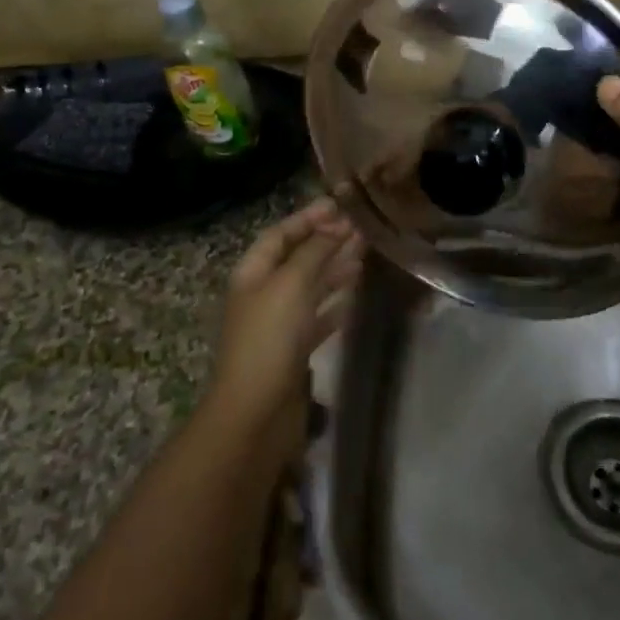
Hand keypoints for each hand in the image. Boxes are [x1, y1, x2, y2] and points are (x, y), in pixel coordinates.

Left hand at [205, 198, 363, 434]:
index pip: (281, 233)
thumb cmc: (269, 338)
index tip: (341, 206)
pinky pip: (318, 317)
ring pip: (311, 286)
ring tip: (365, 255)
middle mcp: (264, 293)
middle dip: (327, 241)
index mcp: (253, 272)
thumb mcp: (292, 284)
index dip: (308, 217)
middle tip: (363, 229)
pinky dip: (335, 303)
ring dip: (335, 268)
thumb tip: (337, 225)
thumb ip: (315, 251)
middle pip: (298, 258)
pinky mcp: (294, 350)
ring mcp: (279, 323)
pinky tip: (355, 296)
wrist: (256, 413)